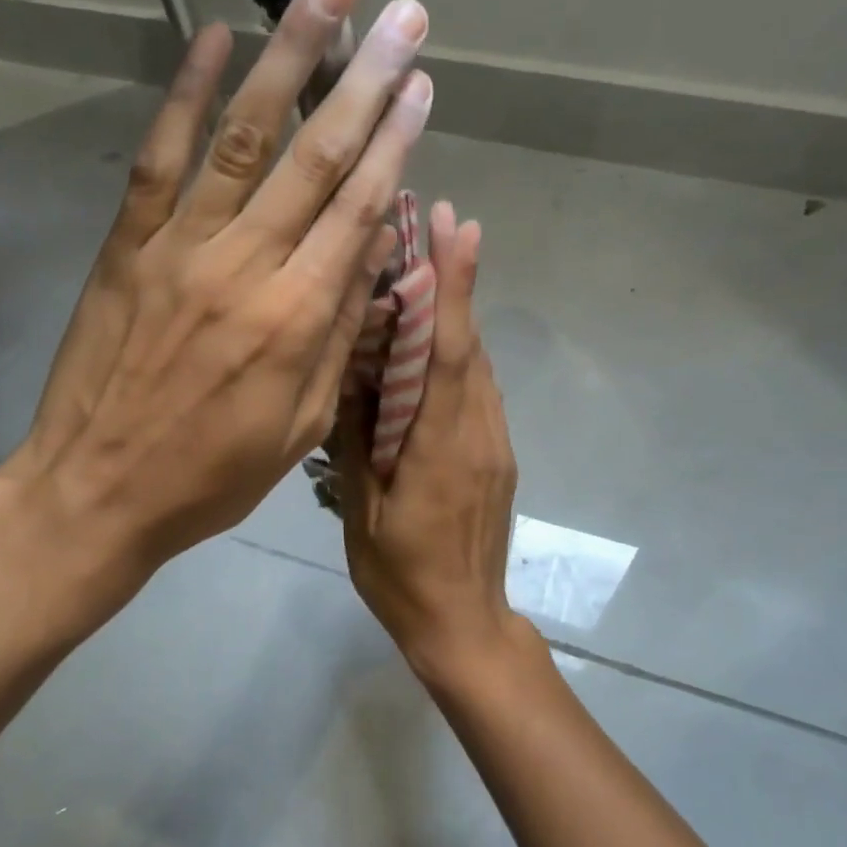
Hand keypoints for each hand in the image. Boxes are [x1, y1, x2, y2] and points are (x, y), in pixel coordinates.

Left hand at [2, 0, 432, 607]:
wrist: (97, 492)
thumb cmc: (211, 476)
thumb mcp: (300, 428)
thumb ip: (339, 335)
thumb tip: (373, 253)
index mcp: (297, 320)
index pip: (360, 211)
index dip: (395, 142)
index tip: (421, 85)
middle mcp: (245, 267)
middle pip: (315, 158)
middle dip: (365, 79)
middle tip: (402, 14)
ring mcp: (179, 248)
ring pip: (242, 136)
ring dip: (289, 56)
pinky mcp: (125, 246)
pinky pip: (159, 159)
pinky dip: (184, 93)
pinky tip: (213, 37)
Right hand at [337, 201, 531, 686]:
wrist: (464, 625)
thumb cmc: (401, 575)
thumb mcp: (363, 512)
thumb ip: (358, 442)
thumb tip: (349, 377)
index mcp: (440, 447)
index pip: (448, 353)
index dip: (454, 288)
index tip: (457, 228)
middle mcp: (478, 434)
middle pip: (469, 346)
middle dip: (458, 281)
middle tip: (438, 221)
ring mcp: (494, 446)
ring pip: (478, 366)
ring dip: (459, 314)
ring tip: (433, 268)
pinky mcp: (497, 458)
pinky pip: (478, 393)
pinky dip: (459, 355)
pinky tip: (433, 344)